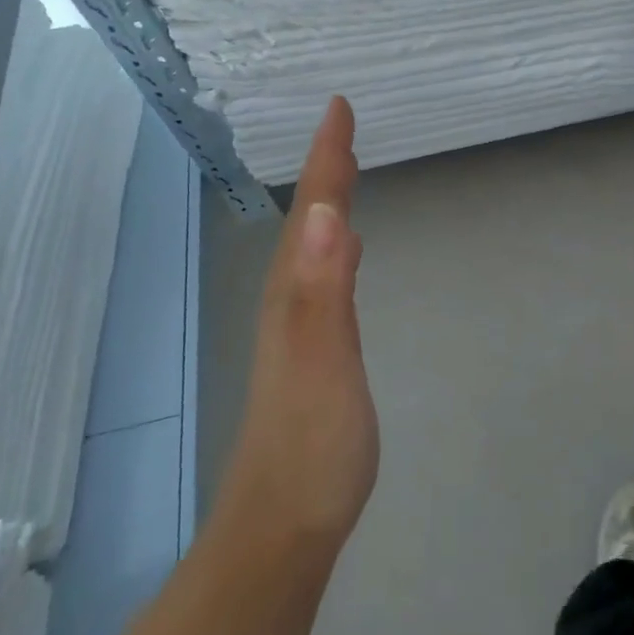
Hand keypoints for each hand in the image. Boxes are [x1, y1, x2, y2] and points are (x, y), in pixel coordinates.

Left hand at [216, 97, 376, 556]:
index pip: (315, 212)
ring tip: (346, 171)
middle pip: (310, 220)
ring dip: (329, 202)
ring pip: (314, 245)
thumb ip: (325, 289)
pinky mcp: (313, 351)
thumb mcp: (323, 361)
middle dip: (326, 170)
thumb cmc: (312, 445)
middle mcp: (290, 300)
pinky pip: (325, 275)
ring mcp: (299, 327)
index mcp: (295, 293)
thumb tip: (331, 213)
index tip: (339, 108)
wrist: (284, 525)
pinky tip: (349, 248)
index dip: (327, 158)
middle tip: (343, 128)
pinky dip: (337, 245)